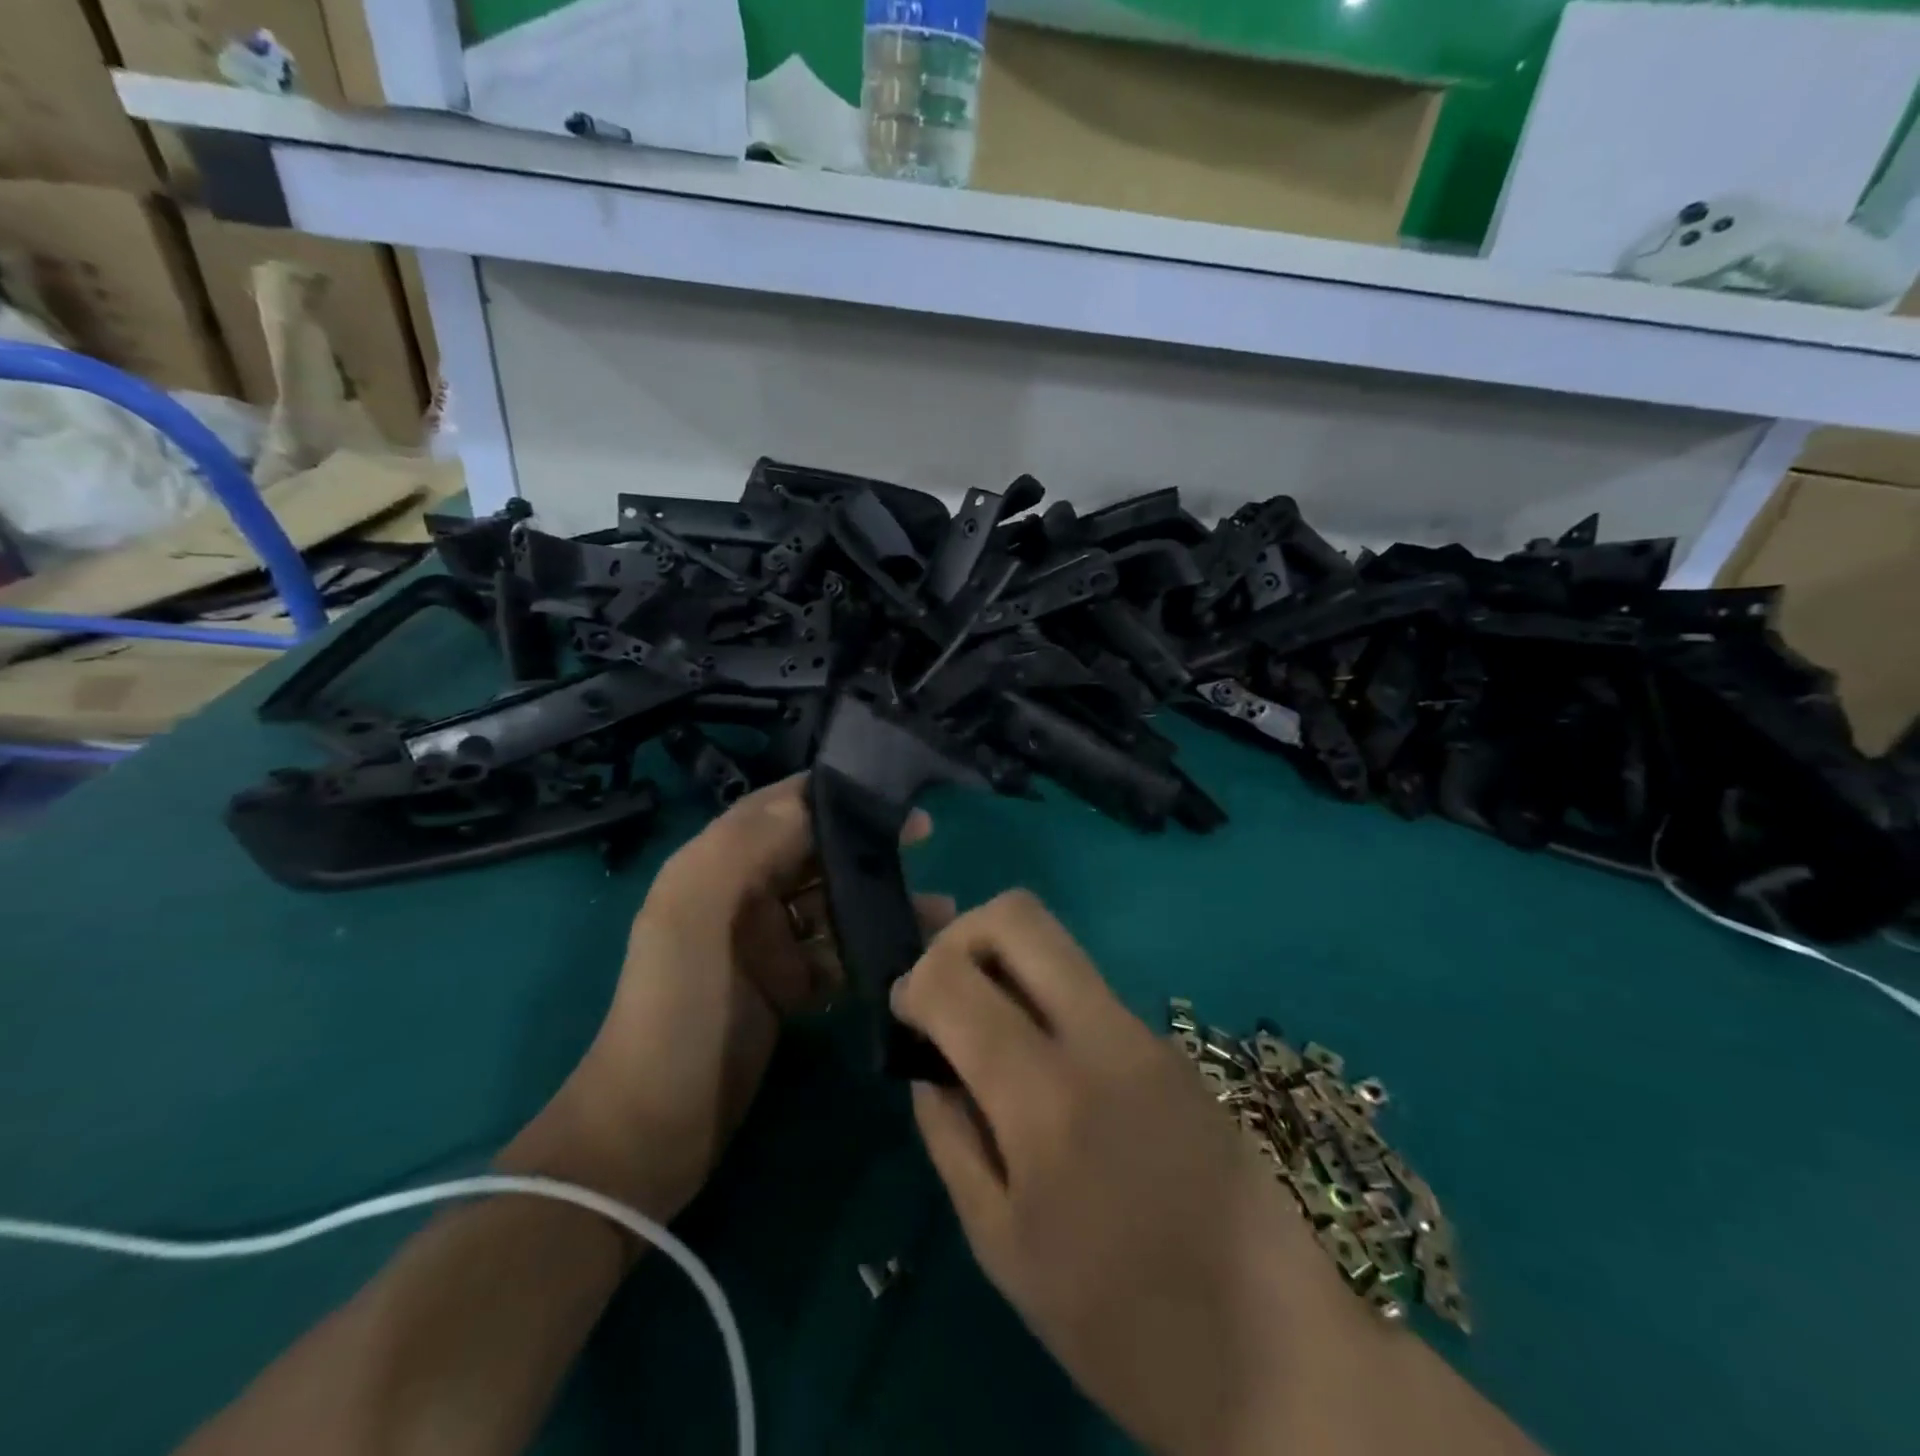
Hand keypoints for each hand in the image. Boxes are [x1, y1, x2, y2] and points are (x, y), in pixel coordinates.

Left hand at [510, 776, 947, 1225]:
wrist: (653, 1130)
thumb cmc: (676, 1012)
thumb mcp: (693, 919)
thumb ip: (743, 849)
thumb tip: (809, 801)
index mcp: (713, 866)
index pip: (777, 807)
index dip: (830, 792)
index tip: (887, 790)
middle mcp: (741, 895)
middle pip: (812, 850)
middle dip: (865, 842)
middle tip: (924, 835)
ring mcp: (765, 943)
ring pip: (833, 902)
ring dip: (880, 899)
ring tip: (940, 909)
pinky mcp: (787, 985)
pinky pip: (838, 952)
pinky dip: (872, 948)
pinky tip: (913, 952)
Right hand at [891, 891, 1380, 1455]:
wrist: (1278, 1356)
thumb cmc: (1121, 1326)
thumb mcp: (1001, 1245)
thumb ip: (950, 1135)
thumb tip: (930, 1063)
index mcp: (1047, 1099)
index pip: (956, 979)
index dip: (914, 979)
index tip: (906, 1012)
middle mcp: (1102, 1038)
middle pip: (1018, 916)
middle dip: (961, 934)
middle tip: (945, 989)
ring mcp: (1147, 1033)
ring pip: (1057, 946)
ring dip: (1006, 966)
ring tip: (988, 1030)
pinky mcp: (1174, 1045)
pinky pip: (1089, 991)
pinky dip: (1046, 1002)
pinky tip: (1046, 1070)